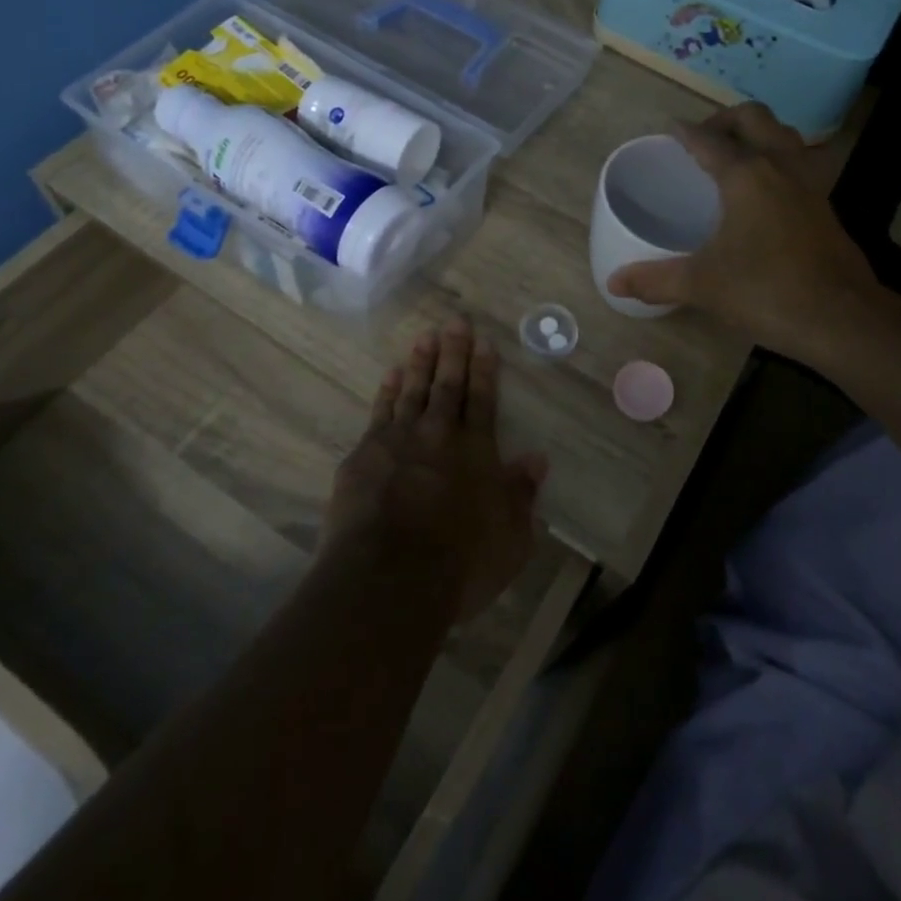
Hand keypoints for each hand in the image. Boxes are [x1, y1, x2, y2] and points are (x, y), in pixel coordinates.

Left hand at [322, 316, 546, 622]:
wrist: (390, 578)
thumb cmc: (461, 563)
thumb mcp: (511, 537)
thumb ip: (522, 494)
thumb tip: (537, 458)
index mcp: (476, 451)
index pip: (483, 400)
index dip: (485, 370)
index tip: (484, 341)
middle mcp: (438, 435)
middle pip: (448, 385)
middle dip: (453, 352)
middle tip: (454, 321)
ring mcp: (397, 441)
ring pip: (412, 391)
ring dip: (420, 362)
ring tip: (424, 337)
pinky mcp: (364, 456)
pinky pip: (379, 412)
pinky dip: (386, 391)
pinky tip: (390, 375)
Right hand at [606, 103, 885, 364]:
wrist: (841, 317)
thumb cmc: (766, 291)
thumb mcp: (702, 285)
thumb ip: (656, 279)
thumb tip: (614, 283)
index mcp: (746, 175)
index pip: (709, 139)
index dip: (686, 131)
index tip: (671, 129)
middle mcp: (780, 166)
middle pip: (754, 118)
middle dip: (725, 119)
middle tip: (703, 139)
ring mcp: (809, 184)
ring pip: (784, 135)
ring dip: (758, 133)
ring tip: (735, 156)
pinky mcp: (825, 205)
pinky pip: (798, 162)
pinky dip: (777, 159)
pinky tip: (764, 191)